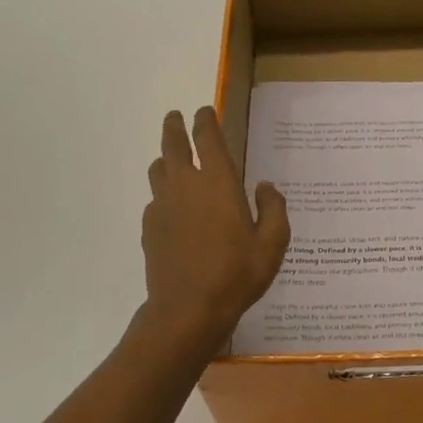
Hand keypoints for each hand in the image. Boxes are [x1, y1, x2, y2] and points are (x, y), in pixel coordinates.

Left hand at [140, 107, 290, 357]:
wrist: (187, 310)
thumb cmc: (236, 274)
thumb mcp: (273, 243)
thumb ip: (273, 209)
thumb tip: (265, 187)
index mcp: (218, 182)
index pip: (207, 137)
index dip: (205, 119)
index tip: (204, 111)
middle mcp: (186, 185)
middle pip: (173, 143)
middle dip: (175, 126)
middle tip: (176, 118)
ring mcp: (162, 206)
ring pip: (159, 169)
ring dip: (166, 159)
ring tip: (173, 161)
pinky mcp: (149, 228)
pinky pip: (154, 200)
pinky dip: (163, 195)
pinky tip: (172, 209)